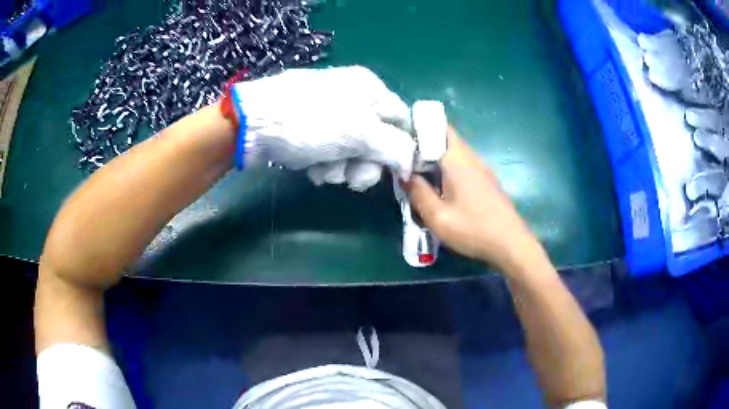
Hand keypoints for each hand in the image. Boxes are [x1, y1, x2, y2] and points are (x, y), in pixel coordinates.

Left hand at [230, 66, 415, 190]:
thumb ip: (394, 148)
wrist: (252, 124)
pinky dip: (323, 163)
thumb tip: (412, 163)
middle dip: (365, 163)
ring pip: (352, 150)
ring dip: (341, 167)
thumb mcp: (360, 133)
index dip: (401, 148)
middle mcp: (353, 98)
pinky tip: (310, 166)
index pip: (402, 120)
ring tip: (323, 170)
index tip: (395, 172)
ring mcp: (329, 113)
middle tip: (351, 177)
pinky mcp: (310, 128)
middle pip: (377, 140)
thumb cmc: (311, 122)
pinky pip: (329, 151)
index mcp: (371, 89)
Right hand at [404, 127, 536, 269]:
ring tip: (417, 172)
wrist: (511, 245)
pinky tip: (439, 187)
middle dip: (424, 144)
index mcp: (458, 160)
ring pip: (454, 153)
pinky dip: (447, 169)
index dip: (419, 128)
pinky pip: (463, 165)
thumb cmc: (474, 230)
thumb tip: (405, 176)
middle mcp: (471, 158)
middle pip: (445, 139)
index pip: (438, 128)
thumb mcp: (438, 217)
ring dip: (435, 158)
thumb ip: (418, 193)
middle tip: (404, 158)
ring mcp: (482, 169)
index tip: (400, 137)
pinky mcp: (487, 181)